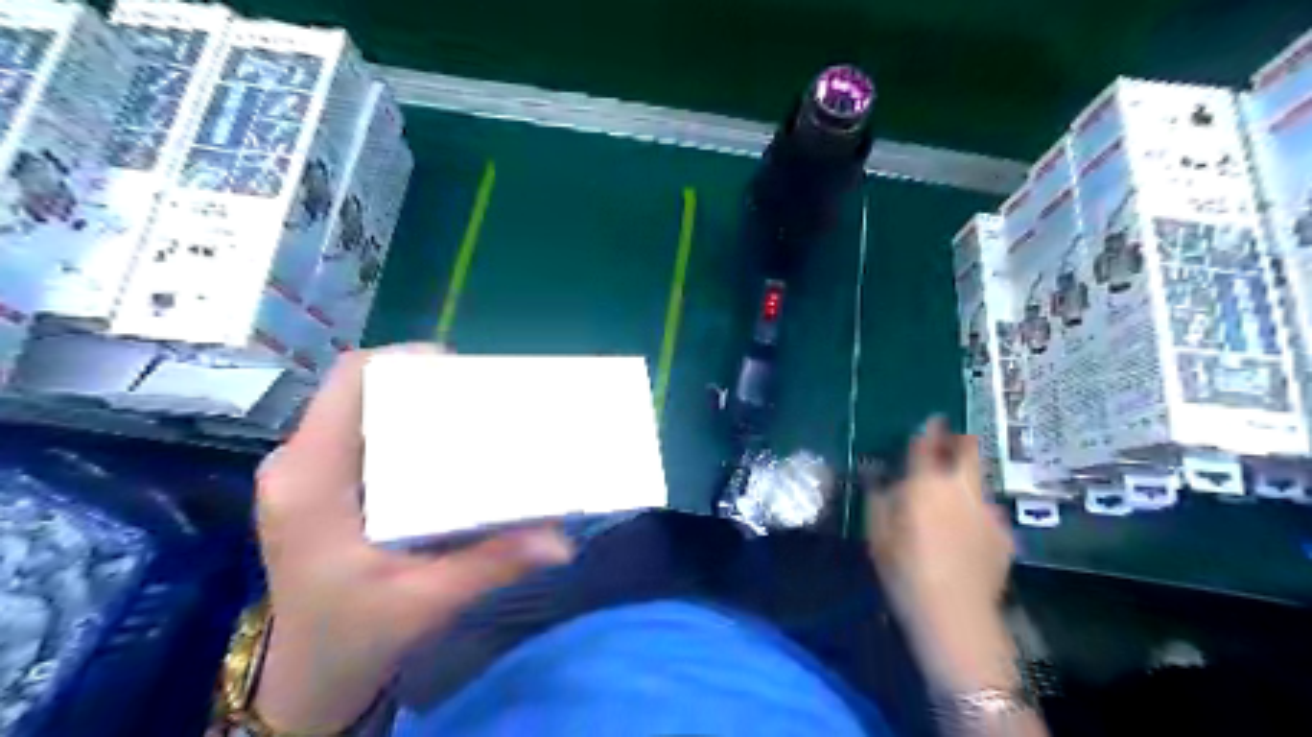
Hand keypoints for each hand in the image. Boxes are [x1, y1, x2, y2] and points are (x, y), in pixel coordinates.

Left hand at [254, 342, 570, 731]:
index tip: (460, 368)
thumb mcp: (428, 601)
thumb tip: (561, 541)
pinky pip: (357, 432)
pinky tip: (438, 446)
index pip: (348, 383)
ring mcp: (301, 473)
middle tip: (478, 396)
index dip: (402, 360)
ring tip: (465, 414)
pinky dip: (400, 426)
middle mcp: (297, 464)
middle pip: (358, 390)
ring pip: (358, 408)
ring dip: (411, 402)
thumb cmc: (356, 637)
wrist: (308, 679)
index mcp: (311, 481)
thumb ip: (492, 564)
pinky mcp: (315, 485)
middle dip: (418, 382)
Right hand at [869, 418, 1018, 692]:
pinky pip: (987, 513)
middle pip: (970, 451)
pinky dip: (976, 515)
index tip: (933, 419)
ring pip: (978, 483)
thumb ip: (879, 497)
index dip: (931, 428)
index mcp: (926, 484)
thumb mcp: (877, 532)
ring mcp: (988, 511)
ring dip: (966, 483)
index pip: (928, 444)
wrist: (955, 614)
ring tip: (953, 502)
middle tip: (953, 442)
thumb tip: (879, 476)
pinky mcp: (1005, 535)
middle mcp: (961, 489)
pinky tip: (967, 536)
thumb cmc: (904, 570)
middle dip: (961, 440)